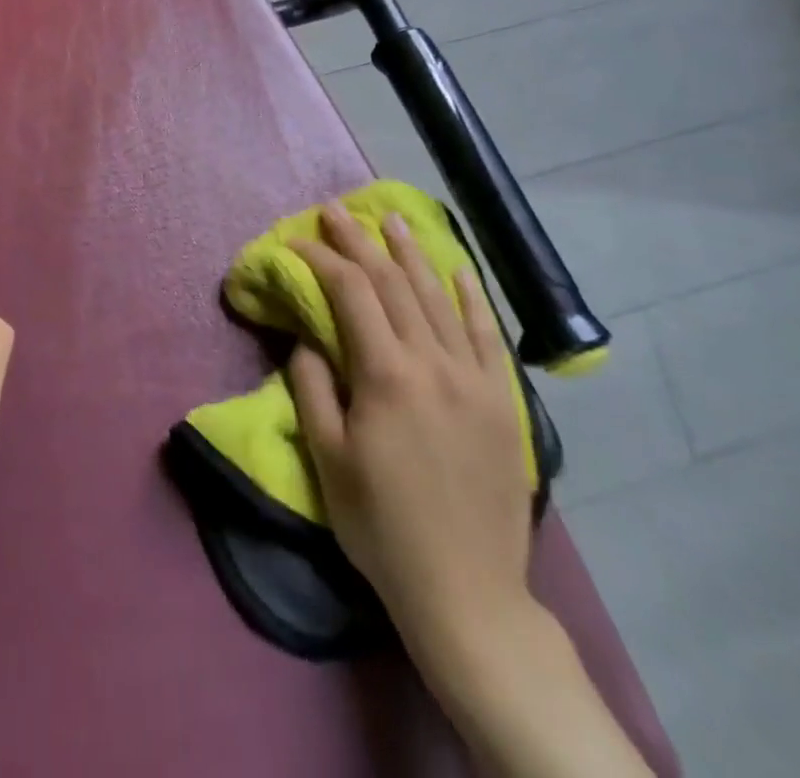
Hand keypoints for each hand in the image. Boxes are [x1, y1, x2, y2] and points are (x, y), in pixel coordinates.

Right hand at [286, 203, 532, 664]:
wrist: (466, 590)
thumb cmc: (381, 525)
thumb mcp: (327, 458)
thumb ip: (312, 386)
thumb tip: (308, 338)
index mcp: (385, 374)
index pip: (350, 292)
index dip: (321, 258)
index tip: (297, 240)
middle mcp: (432, 362)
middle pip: (392, 283)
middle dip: (360, 241)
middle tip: (337, 209)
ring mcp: (473, 377)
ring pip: (438, 297)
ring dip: (412, 253)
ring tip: (393, 220)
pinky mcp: (501, 400)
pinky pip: (486, 334)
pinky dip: (470, 297)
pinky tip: (458, 270)